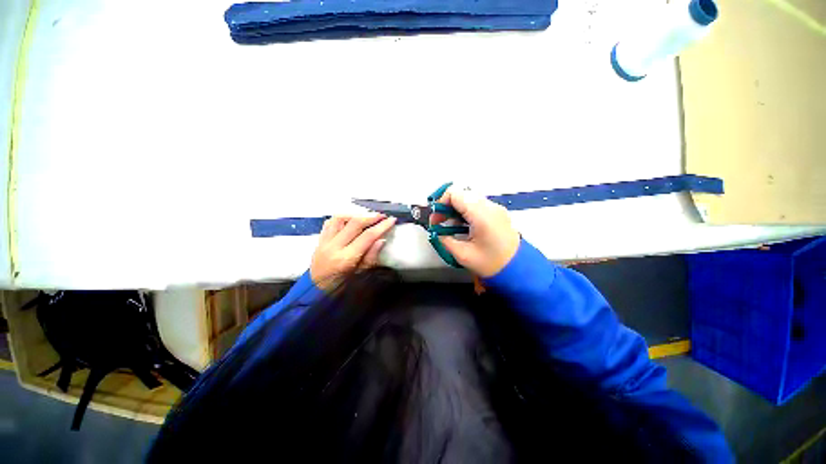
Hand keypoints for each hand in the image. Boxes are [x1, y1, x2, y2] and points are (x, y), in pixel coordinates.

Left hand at [310, 215, 396, 289]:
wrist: (316, 290)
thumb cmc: (339, 288)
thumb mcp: (359, 276)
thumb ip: (370, 257)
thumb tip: (381, 240)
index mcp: (345, 259)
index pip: (367, 237)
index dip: (381, 227)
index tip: (391, 220)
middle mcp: (334, 247)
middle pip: (354, 223)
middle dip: (370, 217)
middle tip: (382, 216)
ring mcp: (324, 242)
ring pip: (340, 218)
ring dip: (355, 214)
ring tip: (365, 217)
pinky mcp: (319, 240)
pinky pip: (330, 222)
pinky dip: (341, 218)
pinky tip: (349, 220)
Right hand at [435, 188, 519, 277]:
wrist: (519, 269)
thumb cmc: (491, 264)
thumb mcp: (464, 256)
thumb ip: (446, 241)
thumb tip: (437, 232)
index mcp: (481, 214)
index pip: (455, 194)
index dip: (440, 203)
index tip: (435, 219)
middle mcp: (490, 206)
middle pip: (463, 194)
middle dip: (447, 205)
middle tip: (439, 222)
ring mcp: (496, 208)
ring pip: (471, 198)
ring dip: (457, 208)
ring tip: (451, 226)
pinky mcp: (499, 213)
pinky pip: (479, 205)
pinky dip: (467, 211)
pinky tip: (464, 226)